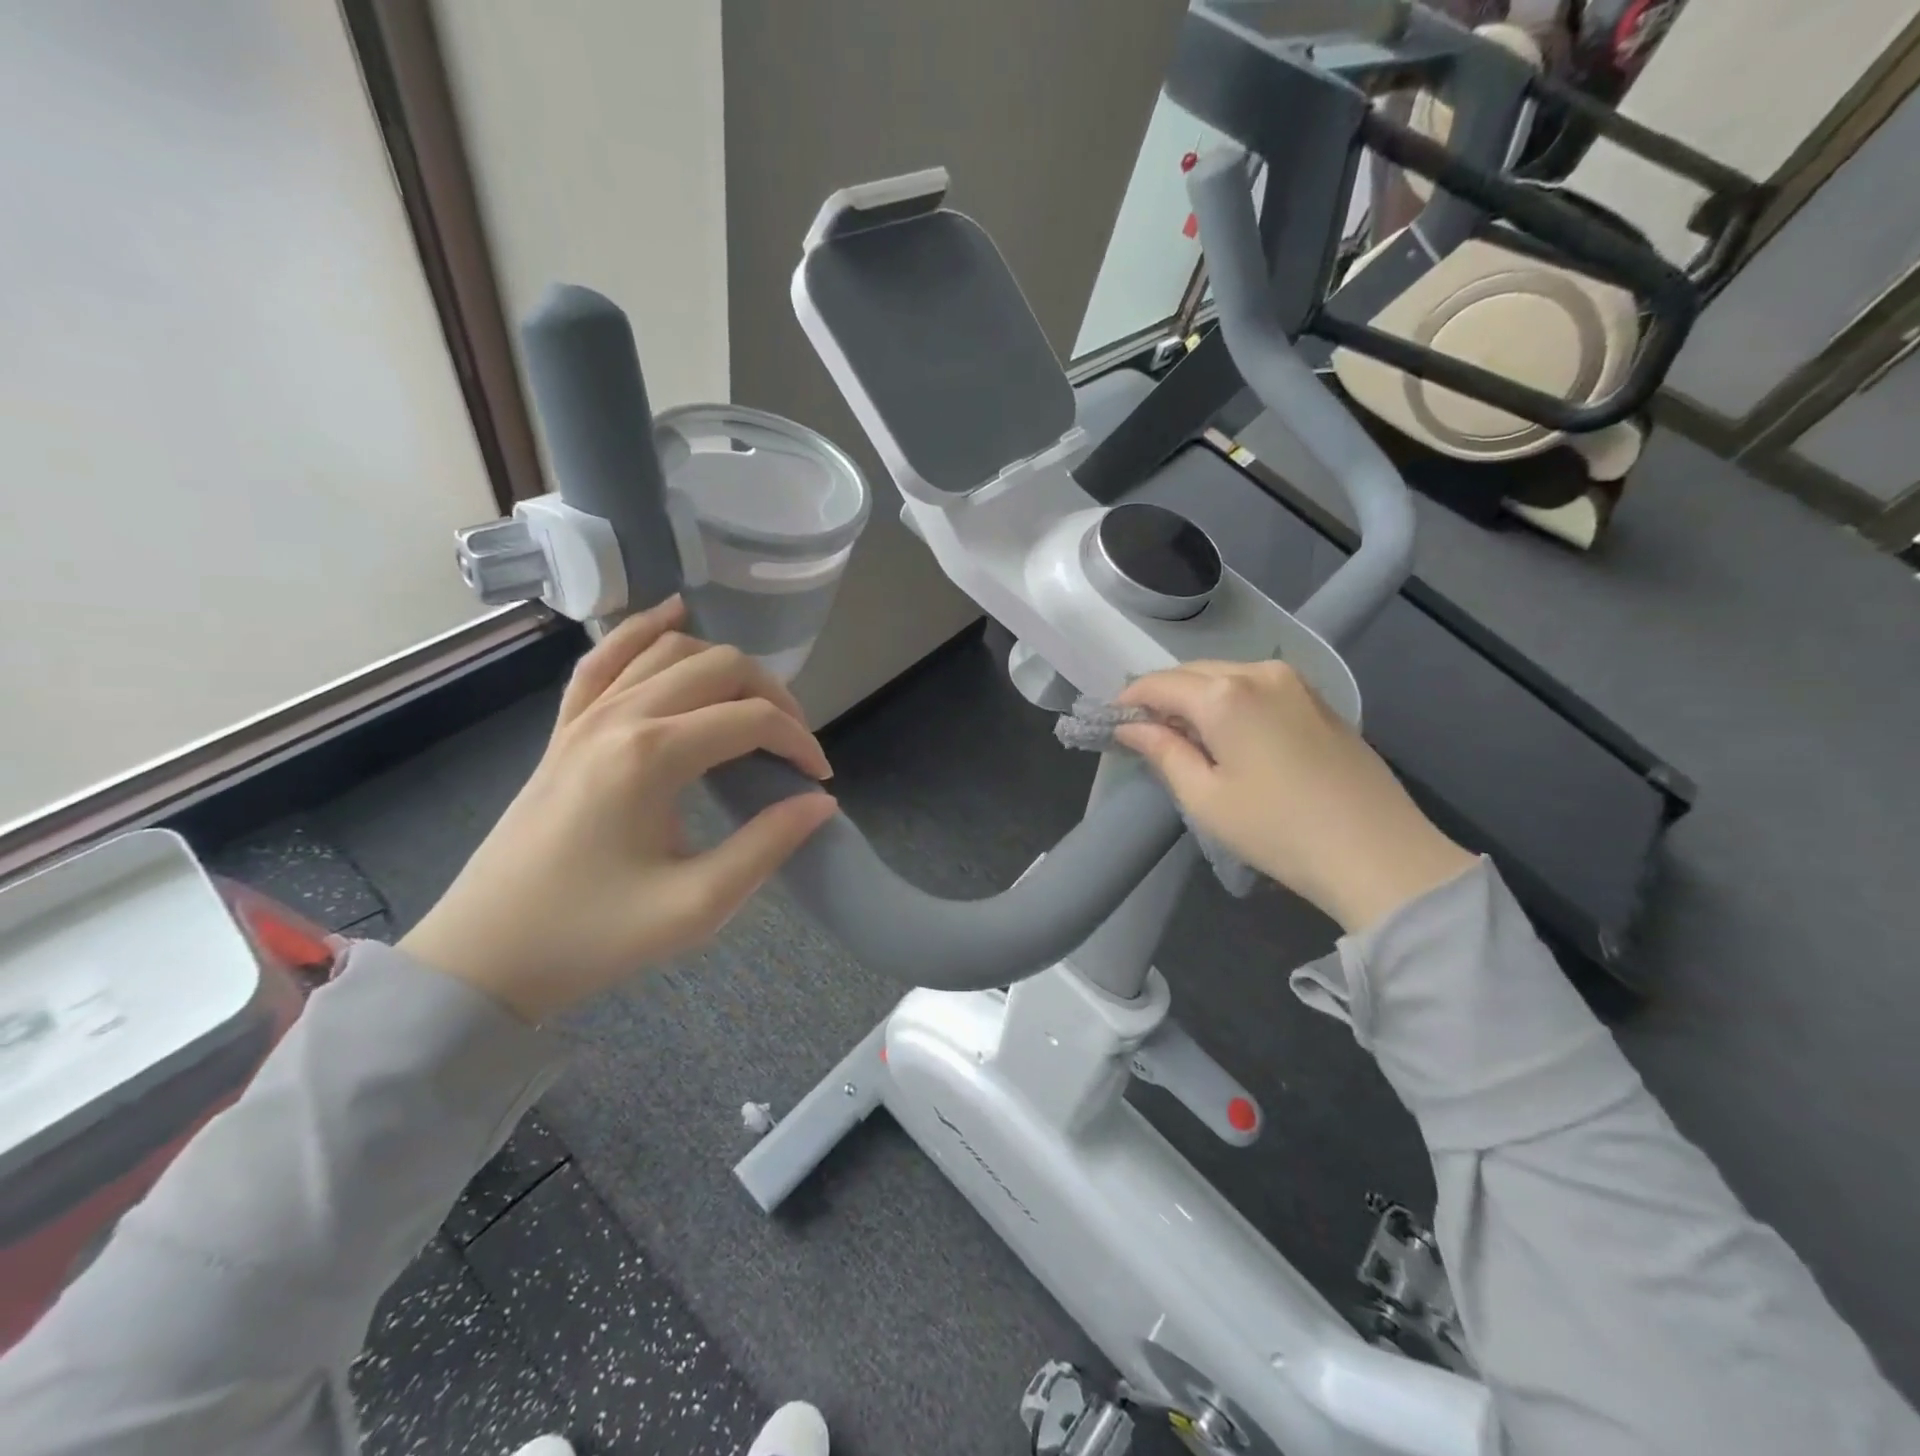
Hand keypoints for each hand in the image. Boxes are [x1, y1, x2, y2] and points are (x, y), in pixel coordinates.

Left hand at [400, 598, 836, 1021]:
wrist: (484, 955)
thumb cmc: (592, 937)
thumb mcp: (696, 906)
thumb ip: (767, 846)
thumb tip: (820, 803)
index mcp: (653, 756)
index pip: (752, 719)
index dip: (800, 742)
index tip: (819, 780)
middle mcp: (620, 717)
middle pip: (720, 667)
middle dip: (774, 697)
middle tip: (793, 747)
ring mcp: (585, 716)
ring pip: (670, 650)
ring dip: (725, 666)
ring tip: (754, 706)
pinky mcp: (564, 728)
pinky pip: (605, 658)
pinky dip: (644, 631)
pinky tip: (672, 615)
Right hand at [1115, 660, 1475, 933]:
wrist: (1378, 852)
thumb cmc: (1277, 829)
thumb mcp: (1205, 797)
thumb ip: (1163, 751)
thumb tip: (1131, 727)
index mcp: (1225, 694)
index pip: (1159, 684)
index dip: (1129, 701)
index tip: (1110, 724)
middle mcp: (1259, 671)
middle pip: (1192, 673)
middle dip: (1162, 697)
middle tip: (1143, 733)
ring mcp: (1295, 682)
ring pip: (1225, 676)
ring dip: (1196, 698)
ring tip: (1184, 736)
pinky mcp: (1318, 699)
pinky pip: (1256, 686)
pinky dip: (1230, 701)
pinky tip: (1228, 734)